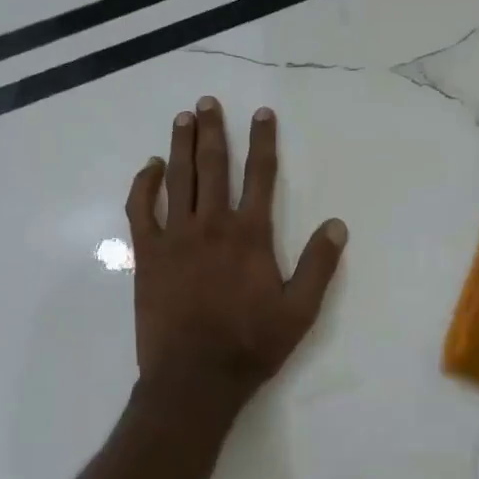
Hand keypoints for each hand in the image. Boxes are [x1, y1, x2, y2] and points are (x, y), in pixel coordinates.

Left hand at [126, 98, 346, 414]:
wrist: (194, 377)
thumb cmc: (251, 344)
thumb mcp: (300, 310)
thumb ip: (319, 265)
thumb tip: (336, 224)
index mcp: (250, 235)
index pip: (260, 176)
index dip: (263, 141)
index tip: (262, 113)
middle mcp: (212, 225)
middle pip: (213, 166)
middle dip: (212, 130)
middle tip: (209, 102)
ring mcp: (175, 237)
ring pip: (178, 178)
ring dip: (181, 144)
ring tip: (184, 116)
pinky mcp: (148, 254)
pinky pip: (141, 208)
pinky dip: (145, 184)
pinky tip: (150, 167)